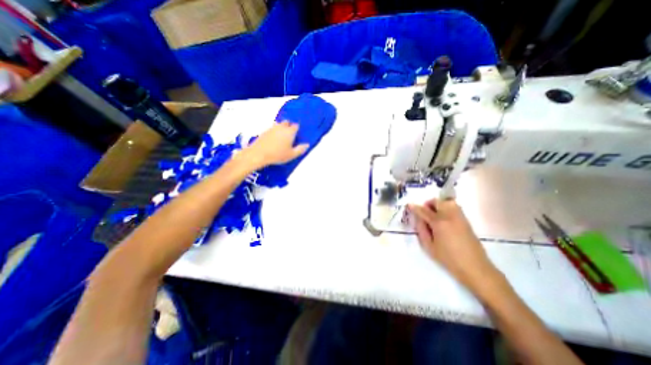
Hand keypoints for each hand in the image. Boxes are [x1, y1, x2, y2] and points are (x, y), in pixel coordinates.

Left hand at [241, 121, 308, 169]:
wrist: (259, 154)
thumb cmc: (278, 155)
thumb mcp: (292, 155)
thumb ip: (300, 149)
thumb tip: (307, 145)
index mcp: (290, 132)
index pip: (296, 126)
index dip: (297, 129)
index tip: (297, 134)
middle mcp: (281, 127)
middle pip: (287, 122)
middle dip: (289, 126)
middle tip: (290, 134)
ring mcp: (272, 128)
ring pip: (279, 124)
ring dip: (281, 128)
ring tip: (282, 137)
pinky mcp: (265, 131)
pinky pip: (272, 128)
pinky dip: (275, 132)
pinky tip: (274, 139)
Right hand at [409, 198, 499, 291]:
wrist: (475, 268)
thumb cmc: (448, 259)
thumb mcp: (429, 246)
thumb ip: (421, 230)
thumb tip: (418, 219)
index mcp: (439, 223)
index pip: (424, 211)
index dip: (415, 207)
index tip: (409, 205)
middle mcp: (450, 216)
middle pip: (437, 202)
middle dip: (428, 204)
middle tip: (424, 212)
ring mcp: (460, 217)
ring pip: (447, 202)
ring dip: (438, 204)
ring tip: (434, 214)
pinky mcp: (466, 221)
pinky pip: (455, 207)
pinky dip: (447, 208)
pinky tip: (444, 218)